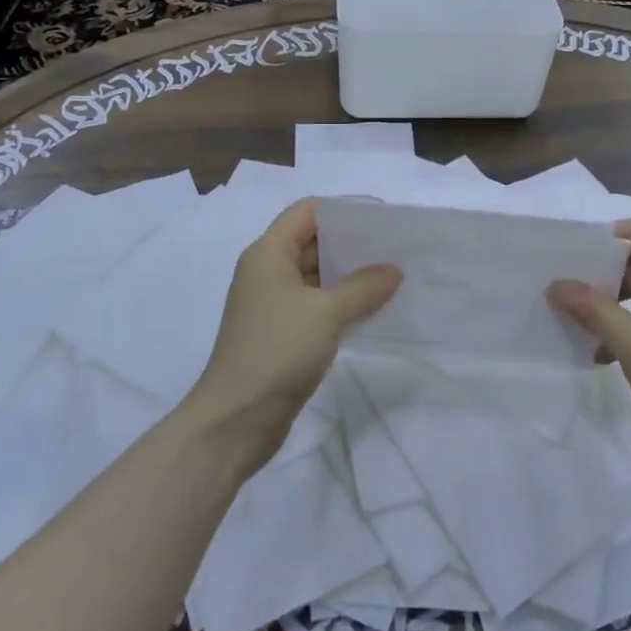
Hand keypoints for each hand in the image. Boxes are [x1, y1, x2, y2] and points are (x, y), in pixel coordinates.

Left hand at [186, 199, 401, 468]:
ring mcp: (273, 303)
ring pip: (316, 275)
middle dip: (352, 243)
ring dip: (349, 274)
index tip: (381, 219)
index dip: (343, 210)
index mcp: (268, 253)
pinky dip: (341, 301)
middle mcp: (267, 271)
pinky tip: (372, 307)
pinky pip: (316, 303)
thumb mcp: (326, 313)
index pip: (307, 212)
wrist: (236, 420)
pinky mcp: (281, 332)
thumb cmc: (277, 351)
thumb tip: (394, 270)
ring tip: (391, 275)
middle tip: (394, 248)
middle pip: (312, 241)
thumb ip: (363, 287)